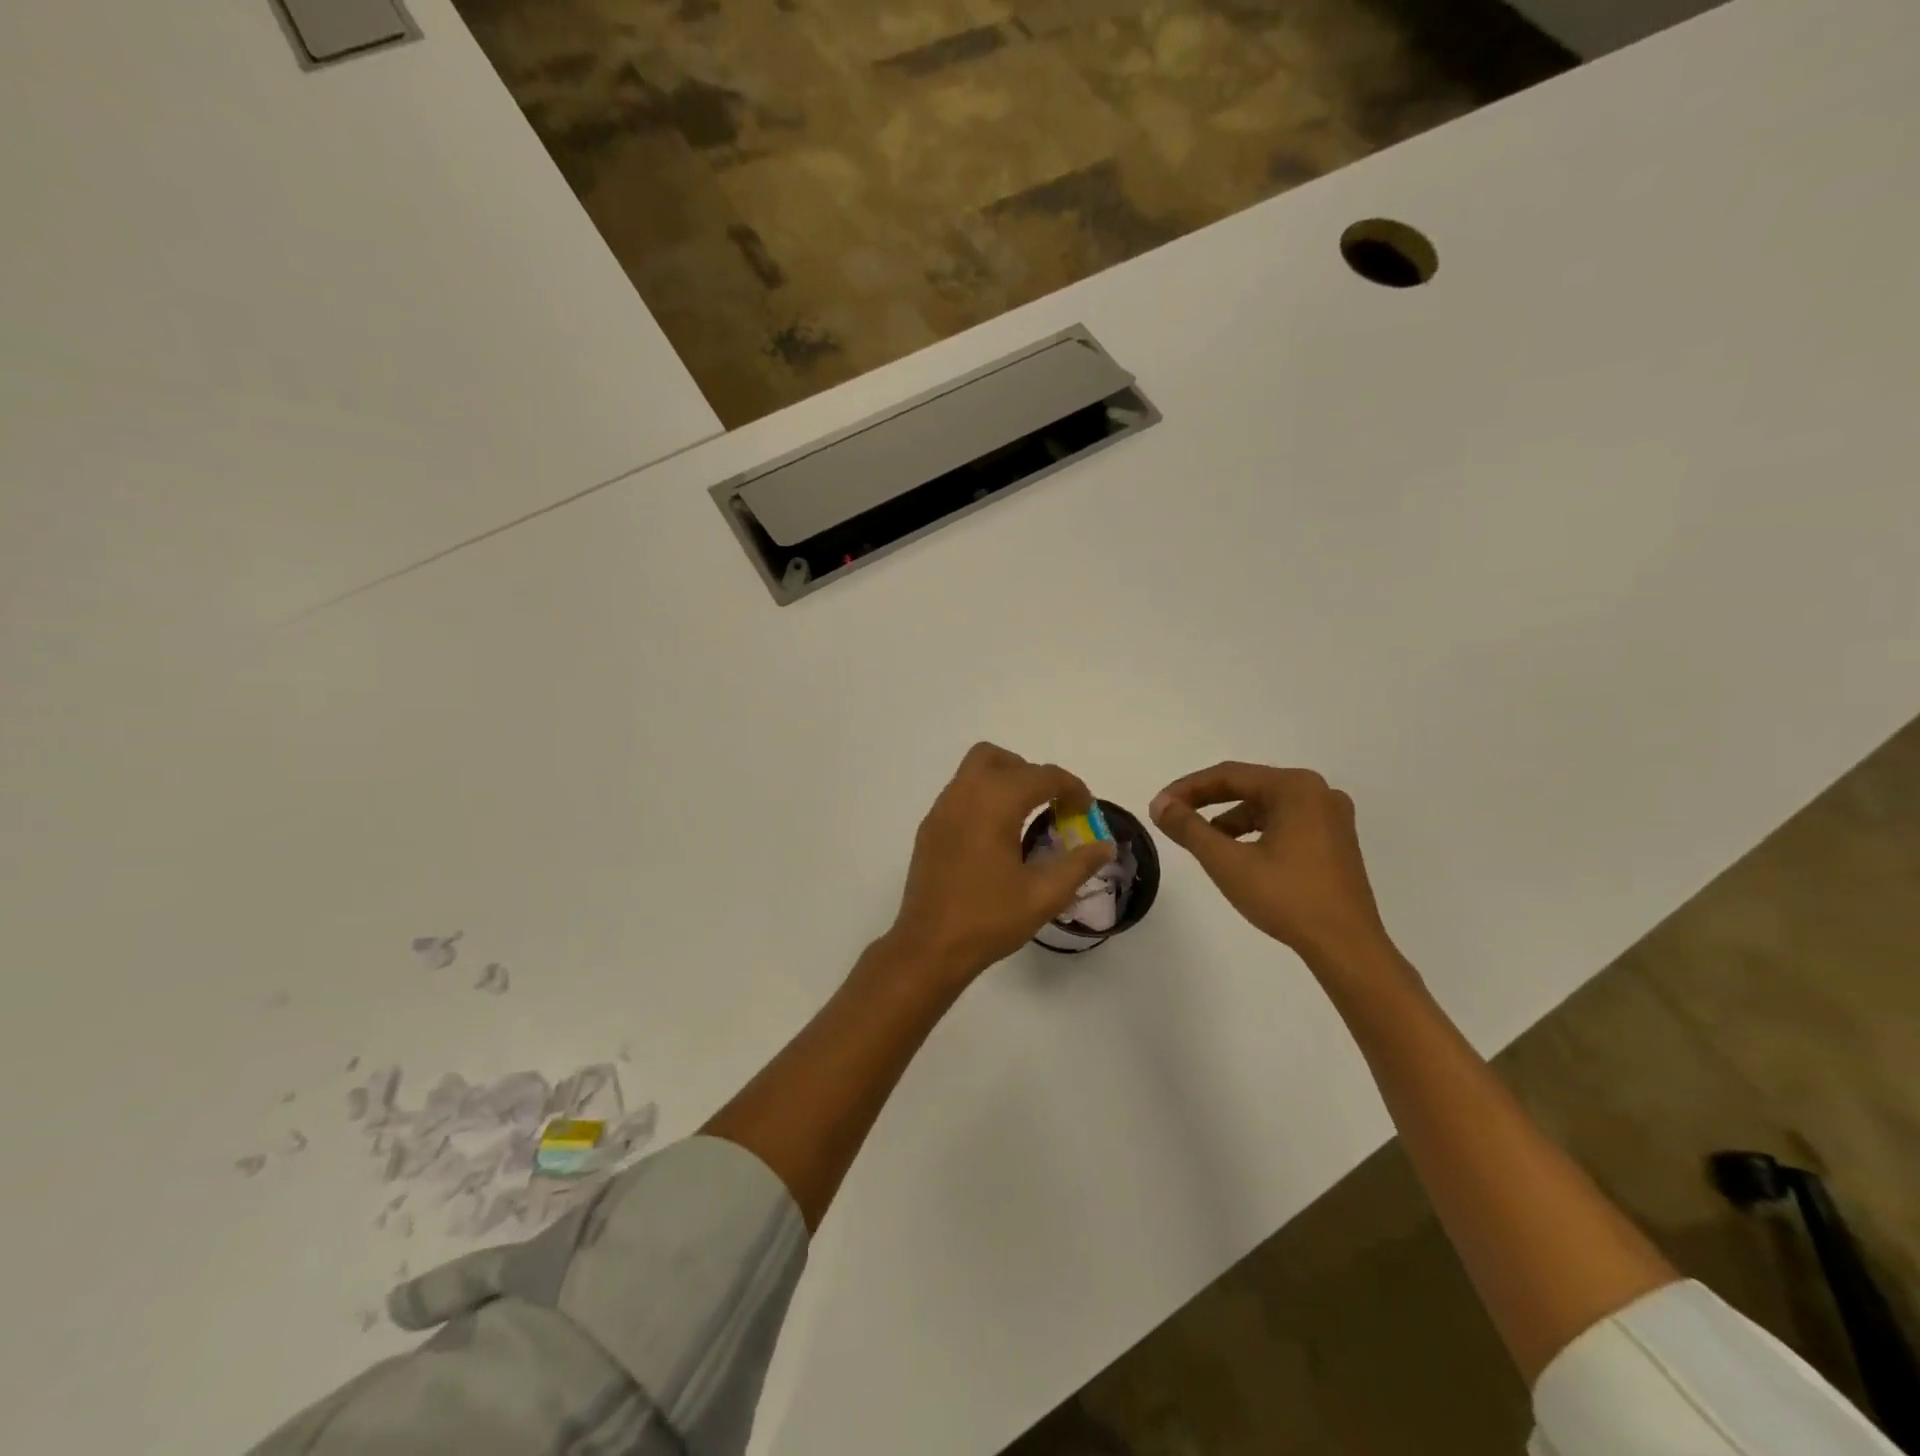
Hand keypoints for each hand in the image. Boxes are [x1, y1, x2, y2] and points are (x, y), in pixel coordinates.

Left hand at [884, 743, 1116, 985]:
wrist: (929, 947)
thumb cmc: (988, 919)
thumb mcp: (1044, 895)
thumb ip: (1078, 865)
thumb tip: (1105, 846)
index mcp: (994, 803)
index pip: (1042, 776)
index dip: (1071, 788)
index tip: (1086, 811)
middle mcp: (964, 795)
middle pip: (1000, 759)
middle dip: (1031, 774)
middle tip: (1051, 806)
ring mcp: (941, 810)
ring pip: (974, 771)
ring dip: (1004, 782)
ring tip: (1025, 819)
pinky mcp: (929, 828)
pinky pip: (960, 794)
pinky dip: (983, 799)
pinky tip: (995, 837)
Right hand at [1150, 763, 1395, 971]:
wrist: (1347, 947)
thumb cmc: (1287, 898)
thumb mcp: (1228, 863)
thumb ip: (1189, 828)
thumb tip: (1159, 805)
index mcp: (1295, 788)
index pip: (1229, 775)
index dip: (1188, 788)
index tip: (1159, 806)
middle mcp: (1318, 792)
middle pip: (1249, 786)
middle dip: (1207, 801)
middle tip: (1173, 817)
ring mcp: (1332, 816)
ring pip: (1266, 806)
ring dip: (1230, 819)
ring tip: (1203, 842)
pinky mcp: (1336, 840)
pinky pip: (1285, 822)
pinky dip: (1256, 832)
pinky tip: (1239, 854)